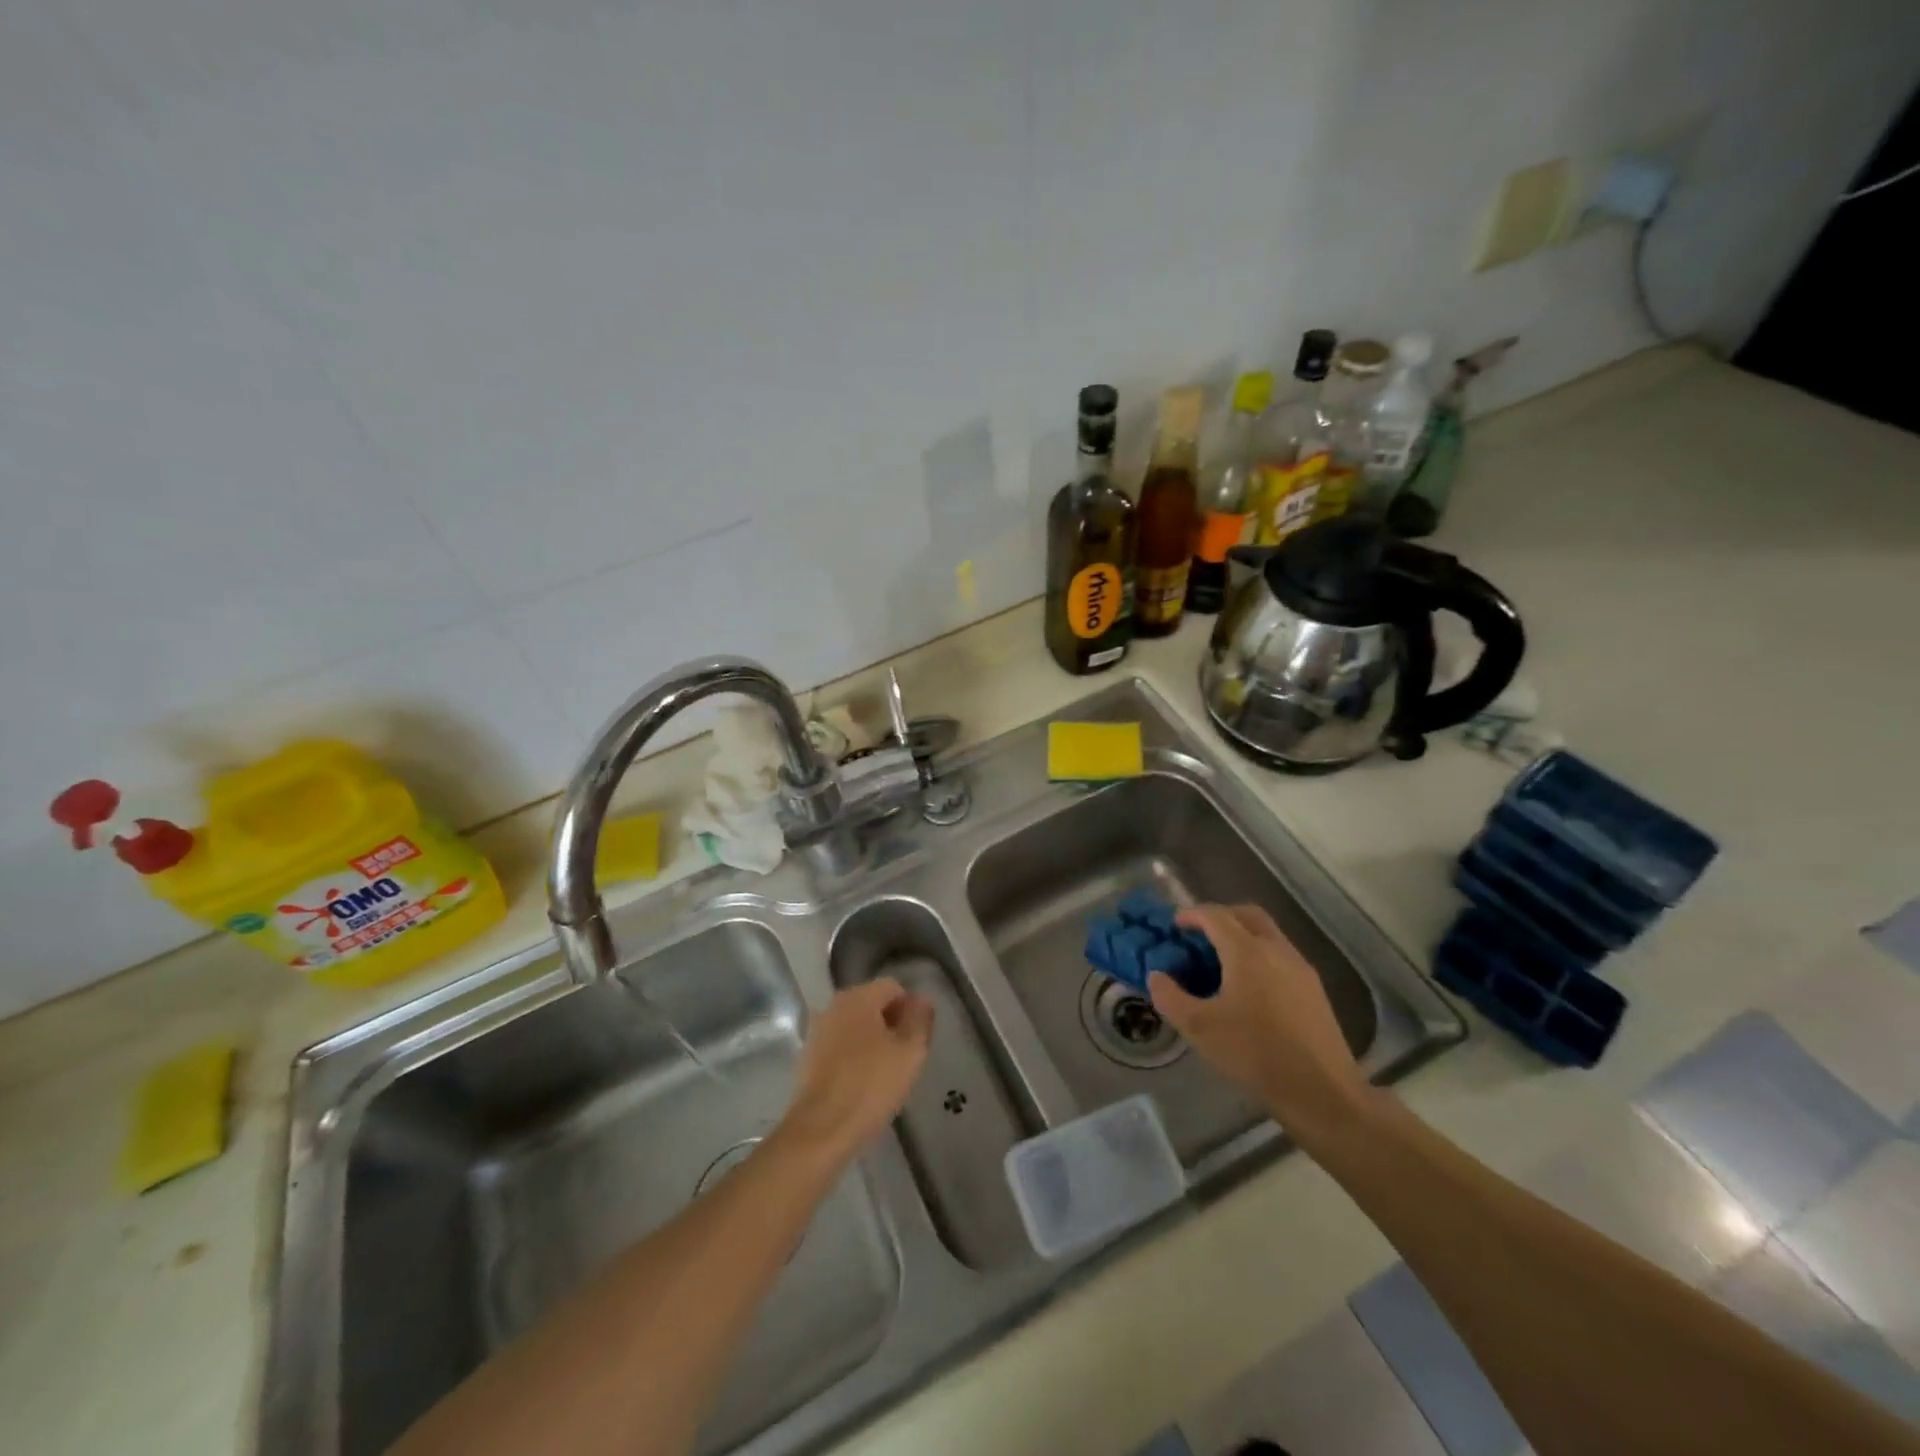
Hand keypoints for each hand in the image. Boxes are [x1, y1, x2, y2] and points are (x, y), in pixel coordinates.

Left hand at [778, 978, 933, 1167]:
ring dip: (873, 1041)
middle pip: (872, 1004)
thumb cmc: (871, 1086)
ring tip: (886, 1073)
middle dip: (892, 1024)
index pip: (893, 987)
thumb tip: (922, 999)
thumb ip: (920, 1020)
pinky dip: (854, 1057)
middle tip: (906, 1056)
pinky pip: (840, 1046)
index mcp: (858, 997)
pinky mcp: (808, 1057)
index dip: (911, 1009)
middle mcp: (834, 1005)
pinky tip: (863, 1084)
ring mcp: (818, 1031)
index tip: (918, 1038)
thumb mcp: (910, 1052)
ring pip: (855, 1026)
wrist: (821, 1130)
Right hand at [1148, 904, 1371, 1138]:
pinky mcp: (1315, 991)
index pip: (1215, 916)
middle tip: (1200, 934)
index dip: (1192, 914)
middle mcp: (1277, 950)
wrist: (1322, 1093)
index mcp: (1247, 952)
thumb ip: (1170, 998)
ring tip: (1221, 962)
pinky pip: (1282, 956)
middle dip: (1221, 916)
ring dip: (1243, 935)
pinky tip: (1250, 989)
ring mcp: (1301, 969)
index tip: (1174, 924)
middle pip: (1248, 914)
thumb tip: (1156, 976)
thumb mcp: (1199, 1029)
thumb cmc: (1255, 1054)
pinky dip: (1260, 956)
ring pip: (1269, 934)